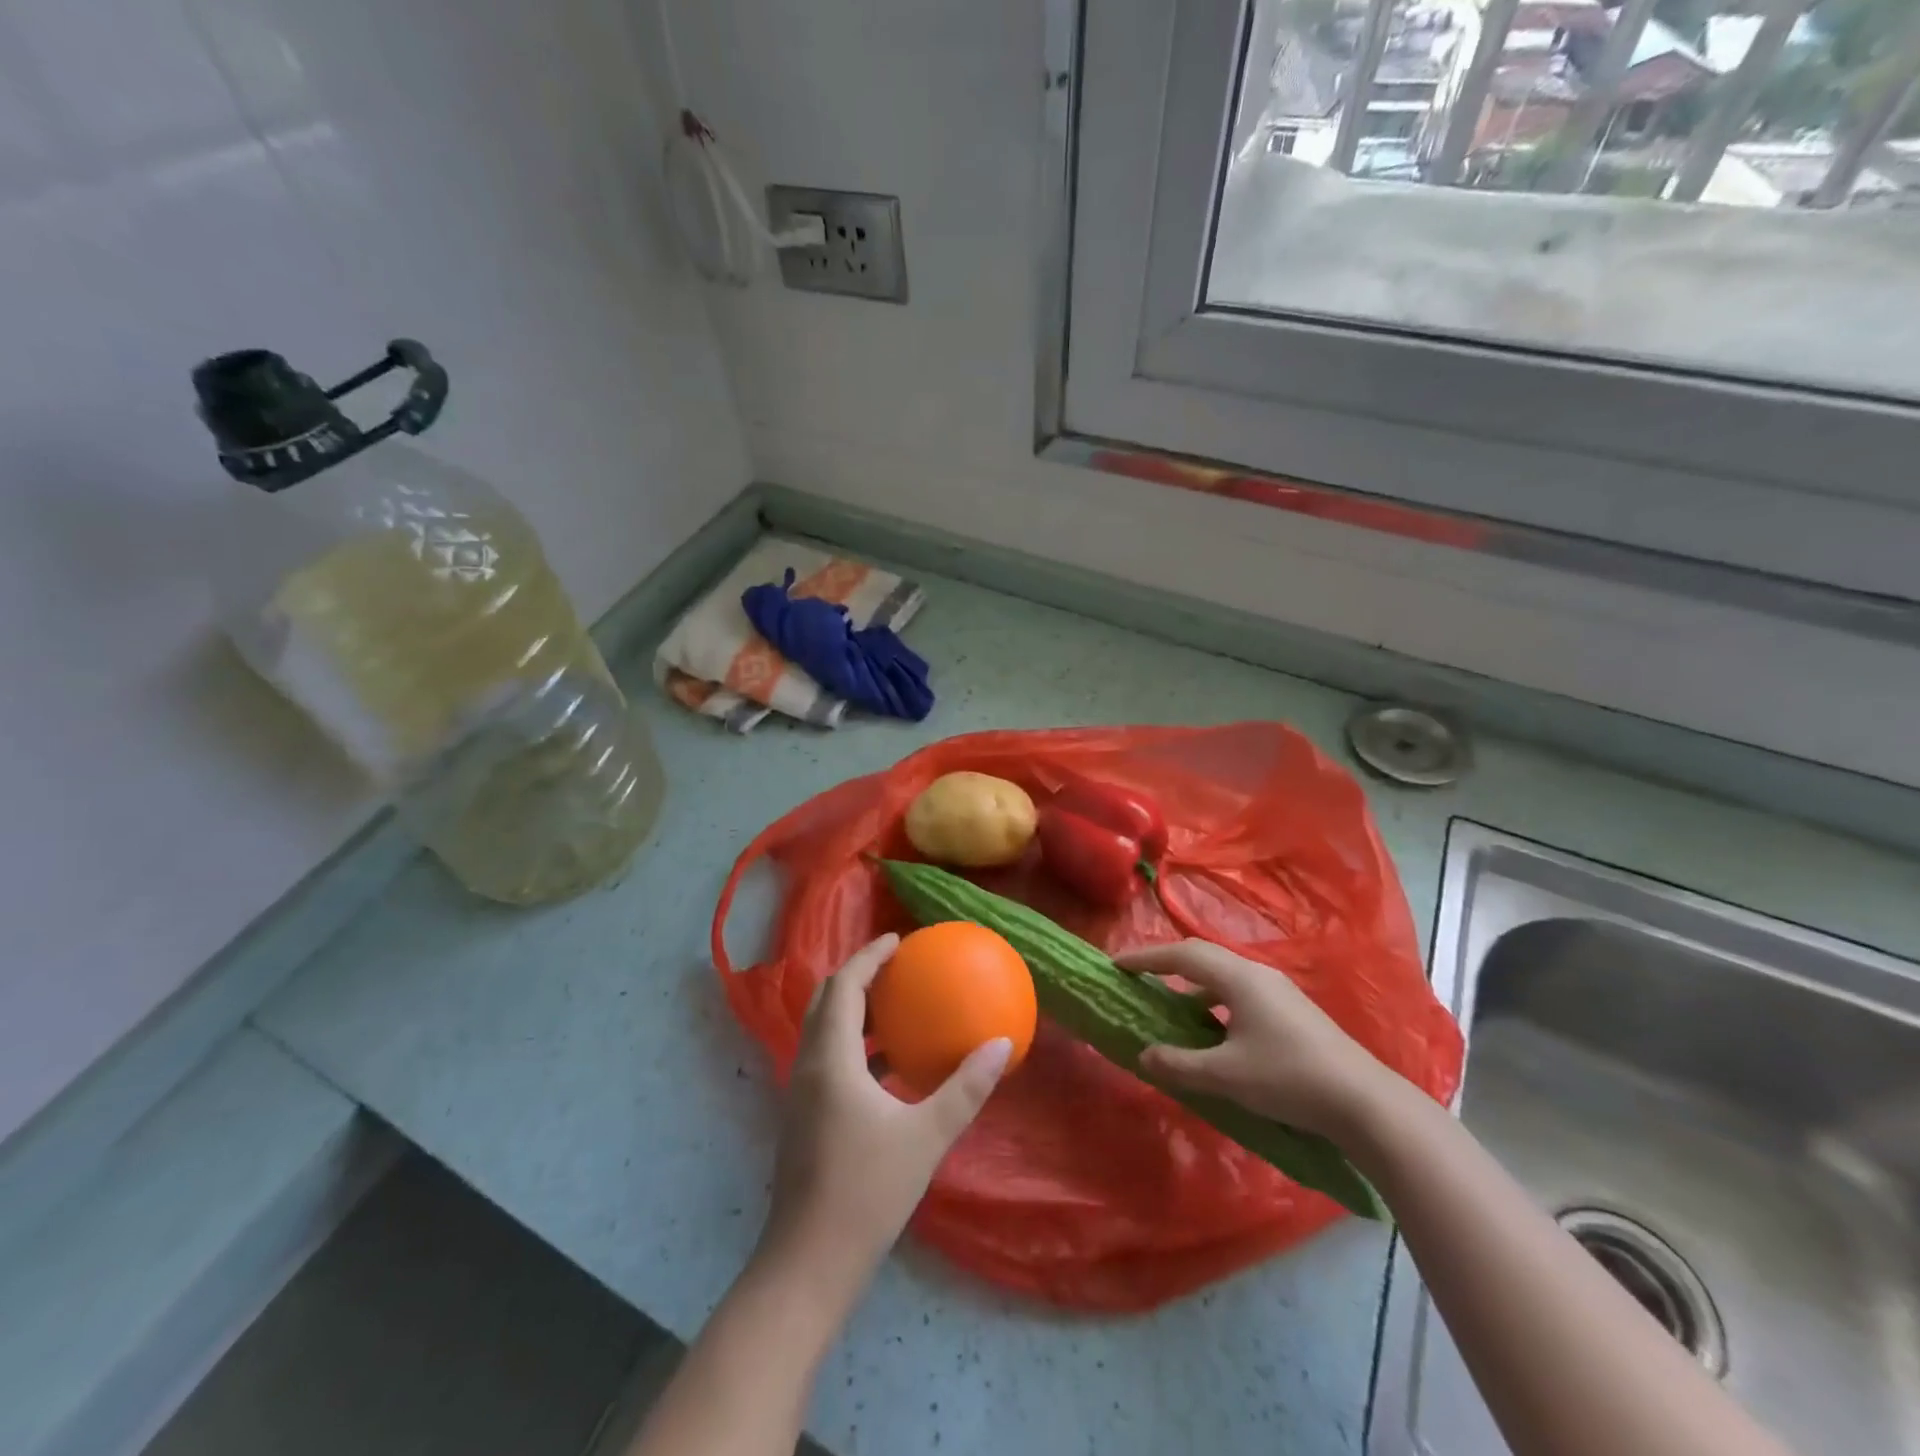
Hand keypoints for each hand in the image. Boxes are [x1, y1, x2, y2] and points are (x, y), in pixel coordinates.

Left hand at [758, 934, 1012, 1290]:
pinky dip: (854, 1043)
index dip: (868, 956)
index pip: (844, 986)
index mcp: (830, 1059)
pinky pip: (827, 1057)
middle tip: (897, 965)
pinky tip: (888, 1064)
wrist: (809, 1263)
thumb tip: (1002, 1044)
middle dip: (858, 975)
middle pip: (827, 1000)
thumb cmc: (866, 1192)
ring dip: (855, 1009)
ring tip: (896, 1004)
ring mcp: (801, 1093)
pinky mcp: (803, 1117)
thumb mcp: (926, 1136)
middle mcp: (808, 1065)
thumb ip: (965, 1088)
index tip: (899, 940)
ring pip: (824, 1030)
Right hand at [1119, 939, 1403, 1141]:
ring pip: (1222, 975)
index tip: (1116, 964)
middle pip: (1201, 956)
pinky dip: (1213, 1000)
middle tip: (1137, 976)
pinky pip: (1238, 991)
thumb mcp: (1225, 1075)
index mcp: (1238, 978)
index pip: (1181, 955)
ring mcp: (1277, 990)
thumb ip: (1179, 1064)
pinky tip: (1212, 1029)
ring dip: (1191, 984)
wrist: (1364, 1102)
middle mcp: (1257, 973)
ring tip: (1169, 1004)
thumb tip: (1144, 1054)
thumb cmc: (1288, 1079)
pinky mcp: (1290, 1010)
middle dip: (1166, 963)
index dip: (1145, 957)